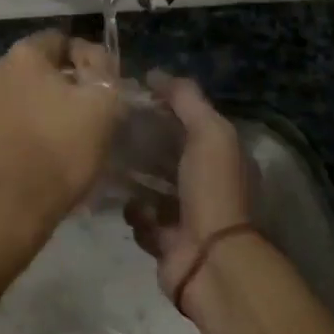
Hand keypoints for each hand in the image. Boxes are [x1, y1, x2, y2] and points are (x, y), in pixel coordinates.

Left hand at [0, 30, 121, 276]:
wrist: (2, 212)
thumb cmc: (59, 153)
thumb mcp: (103, 106)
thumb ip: (104, 70)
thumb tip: (93, 55)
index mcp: (23, 54)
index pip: (61, 40)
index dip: (86, 61)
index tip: (101, 89)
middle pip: (36, 68)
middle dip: (59, 85)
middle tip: (83, 115)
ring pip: (17, 94)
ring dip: (36, 107)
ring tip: (57, 138)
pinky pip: (1, 121)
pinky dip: (17, 129)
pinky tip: (32, 153)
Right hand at [126, 72, 252, 305]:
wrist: (210, 259)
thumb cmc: (213, 189)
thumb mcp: (209, 132)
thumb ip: (186, 99)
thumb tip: (155, 73)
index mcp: (224, 158)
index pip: (191, 124)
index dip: (165, 109)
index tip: (133, 99)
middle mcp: (208, 185)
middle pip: (168, 155)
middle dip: (143, 144)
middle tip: (112, 131)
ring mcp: (187, 216)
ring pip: (151, 187)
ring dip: (133, 179)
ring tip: (109, 164)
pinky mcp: (165, 242)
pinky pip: (142, 220)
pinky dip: (136, 214)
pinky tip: (134, 209)